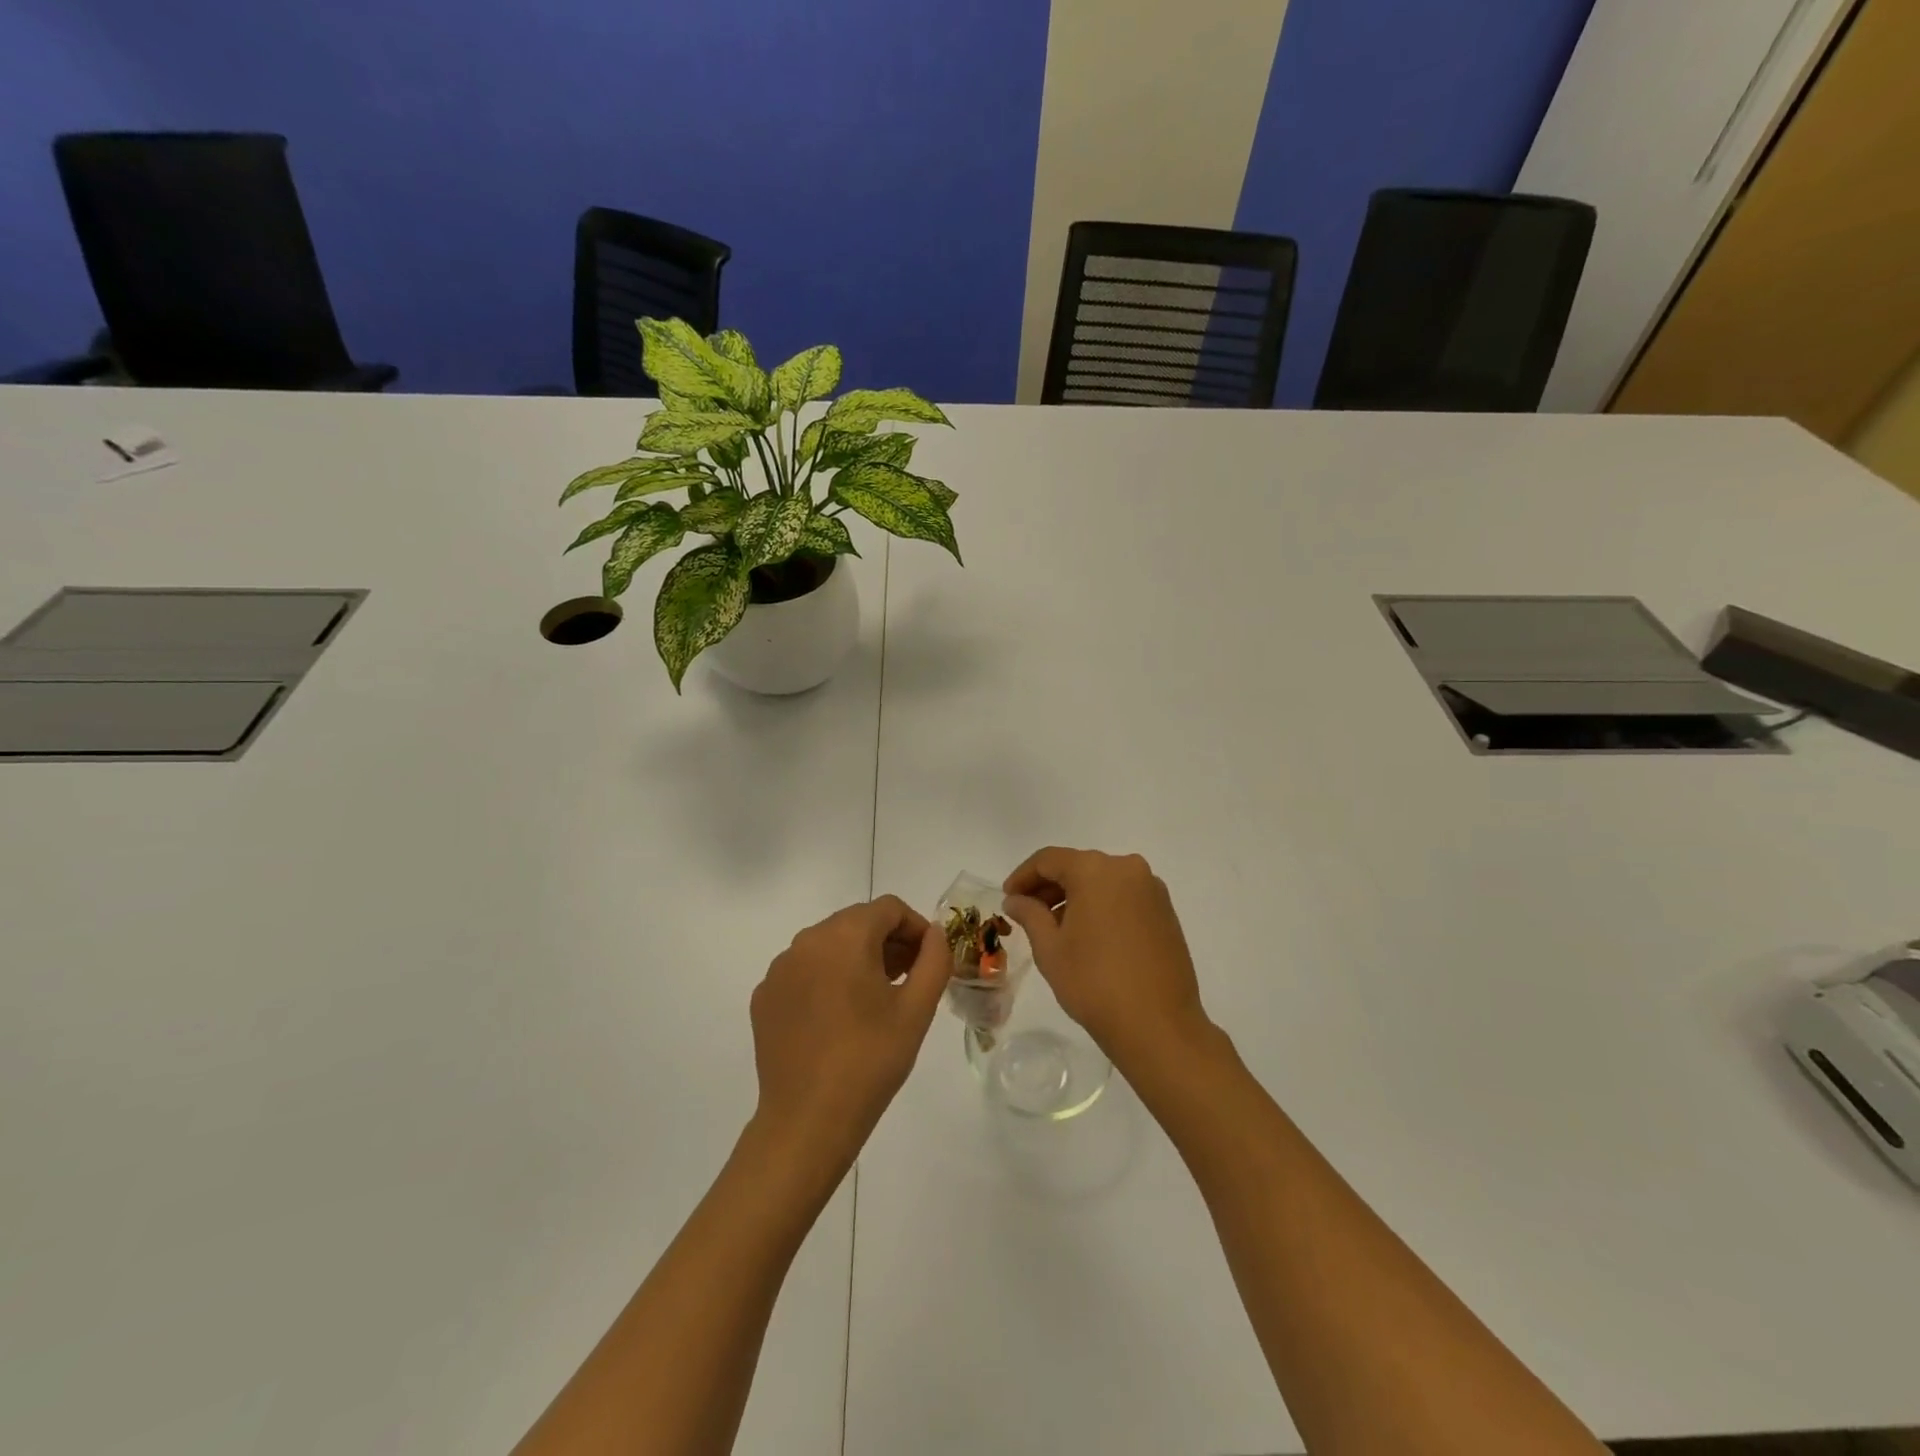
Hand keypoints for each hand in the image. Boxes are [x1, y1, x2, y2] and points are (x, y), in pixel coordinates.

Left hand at [748, 895, 948, 1178]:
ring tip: (877, 999)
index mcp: (845, 936)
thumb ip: (934, 960)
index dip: (916, 927)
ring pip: (829, 945)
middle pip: (857, 922)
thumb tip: (935, 935)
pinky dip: (827, 979)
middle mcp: (807, 940)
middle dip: (887, 941)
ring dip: (857, 958)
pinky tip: (839, 1018)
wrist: (807, 1121)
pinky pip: (804, 971)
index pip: (888, 908)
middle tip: (909, 978)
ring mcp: (780, 968)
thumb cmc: (870, 1060)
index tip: (929, 959)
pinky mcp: (764, 996)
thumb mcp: (917, 1009)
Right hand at [1003, 847, 1212, 1073]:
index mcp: (1095, 870)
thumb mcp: (1050, 948)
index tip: (1008, 898)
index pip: (1048, 860)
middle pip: (1077, 866)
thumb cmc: (1094, 983)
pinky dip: (1101, 906)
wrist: (1158, 1026)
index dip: (1023, 876)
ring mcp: (1151, 889)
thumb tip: (1016, 899)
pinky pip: (1123, 896)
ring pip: (1102, 881)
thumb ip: (1029, 914)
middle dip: (1049, 887)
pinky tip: (1088, 935)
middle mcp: (1127, 868)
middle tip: (1026, 913)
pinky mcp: (1166, 911)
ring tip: (1055, 928)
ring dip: (1075, 897)